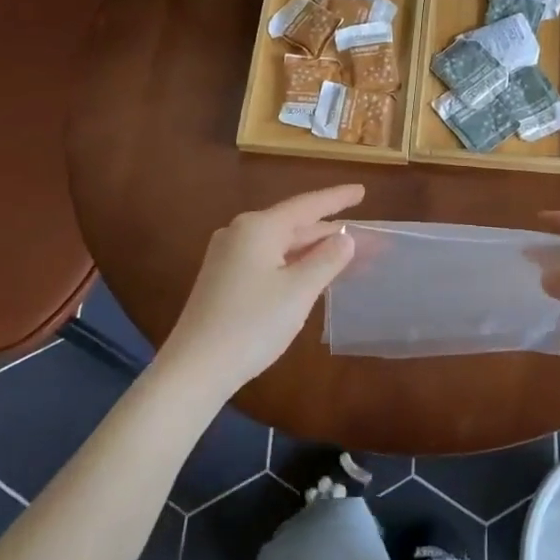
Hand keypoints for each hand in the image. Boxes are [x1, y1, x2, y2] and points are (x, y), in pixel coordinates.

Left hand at [157, 184, 362, 399]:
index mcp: (258, 227)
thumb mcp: (299, 291)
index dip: (337, 198)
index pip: (307, 205)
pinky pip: (268, 260)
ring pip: (281, 245)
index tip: (362, 191)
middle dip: (330, 232)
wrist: (195, 368)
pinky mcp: (224, 279)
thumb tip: (345, 239)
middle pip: (294, 225)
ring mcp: (228, 256)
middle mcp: (240, 233)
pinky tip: (311, 274)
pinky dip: (294, 263)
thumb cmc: (252, 324)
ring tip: (346, 254)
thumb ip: (327, 260)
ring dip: (313, 250)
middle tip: (365, 236)